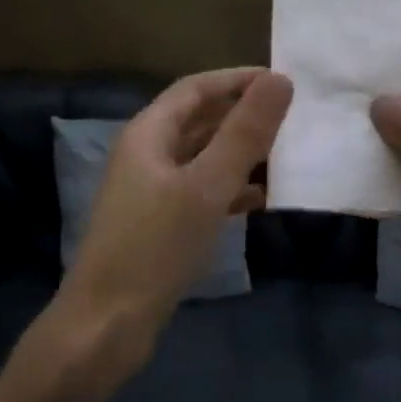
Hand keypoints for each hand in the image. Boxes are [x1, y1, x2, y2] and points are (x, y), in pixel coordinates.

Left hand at [52, 68, 292, 388]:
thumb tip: (279, 80)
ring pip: (202, 158)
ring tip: (285, 155)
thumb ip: (244, 133)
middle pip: (199, 121)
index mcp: (148, 134)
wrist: (107, 322)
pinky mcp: (158, 224)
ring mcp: (150, 191)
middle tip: (292, 118)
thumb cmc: (155, 247)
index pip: (196, 88)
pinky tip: (259, 199)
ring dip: (240, 153)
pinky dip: (229, 190)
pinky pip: (200, 192)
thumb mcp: (206, 186)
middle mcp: (146, 154)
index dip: (237, 80)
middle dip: (242, 116)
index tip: (283, 81)